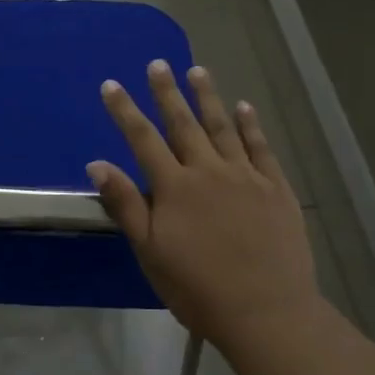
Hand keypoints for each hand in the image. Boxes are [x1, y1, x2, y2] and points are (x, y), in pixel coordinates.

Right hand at [87, 62, 325, 349]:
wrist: (266, 311)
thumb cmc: (197, 288)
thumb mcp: (150, 251)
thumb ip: (125, 204)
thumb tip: (98, 163)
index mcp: (174, 187)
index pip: (143, 139)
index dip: (124, 111)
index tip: (111, 84)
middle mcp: (209, 171)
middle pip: (183, 124)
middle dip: (167, 92)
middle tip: (159, 64)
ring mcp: (246, 176)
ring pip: (223, 127)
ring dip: (208, 97)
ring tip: (198, 71)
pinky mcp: (276, 189)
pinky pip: (261, 148)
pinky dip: (251, 125)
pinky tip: (244, 107)